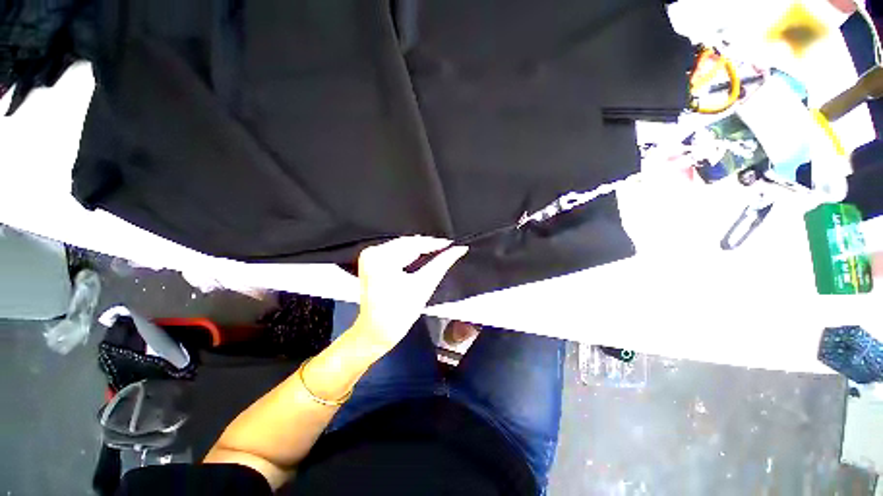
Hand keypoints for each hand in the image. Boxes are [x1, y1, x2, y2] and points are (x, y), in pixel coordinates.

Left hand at [351, 236, 467, 350]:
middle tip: (448, 247)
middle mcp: (372, 252)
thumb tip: (459, 249)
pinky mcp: (370, 262)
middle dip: (427, 245)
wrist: (375, 332)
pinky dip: (409, 253)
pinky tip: (422, 255)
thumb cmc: (399, 314)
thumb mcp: (424, 286)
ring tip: (438, 251)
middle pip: (406, 243)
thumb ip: (442, 263)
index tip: (452, 244)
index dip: (435, 243)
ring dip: (419, 249)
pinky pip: (394, 252)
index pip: (414, 244)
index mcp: (382, 258)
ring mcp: (369, 256)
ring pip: (401, 246)